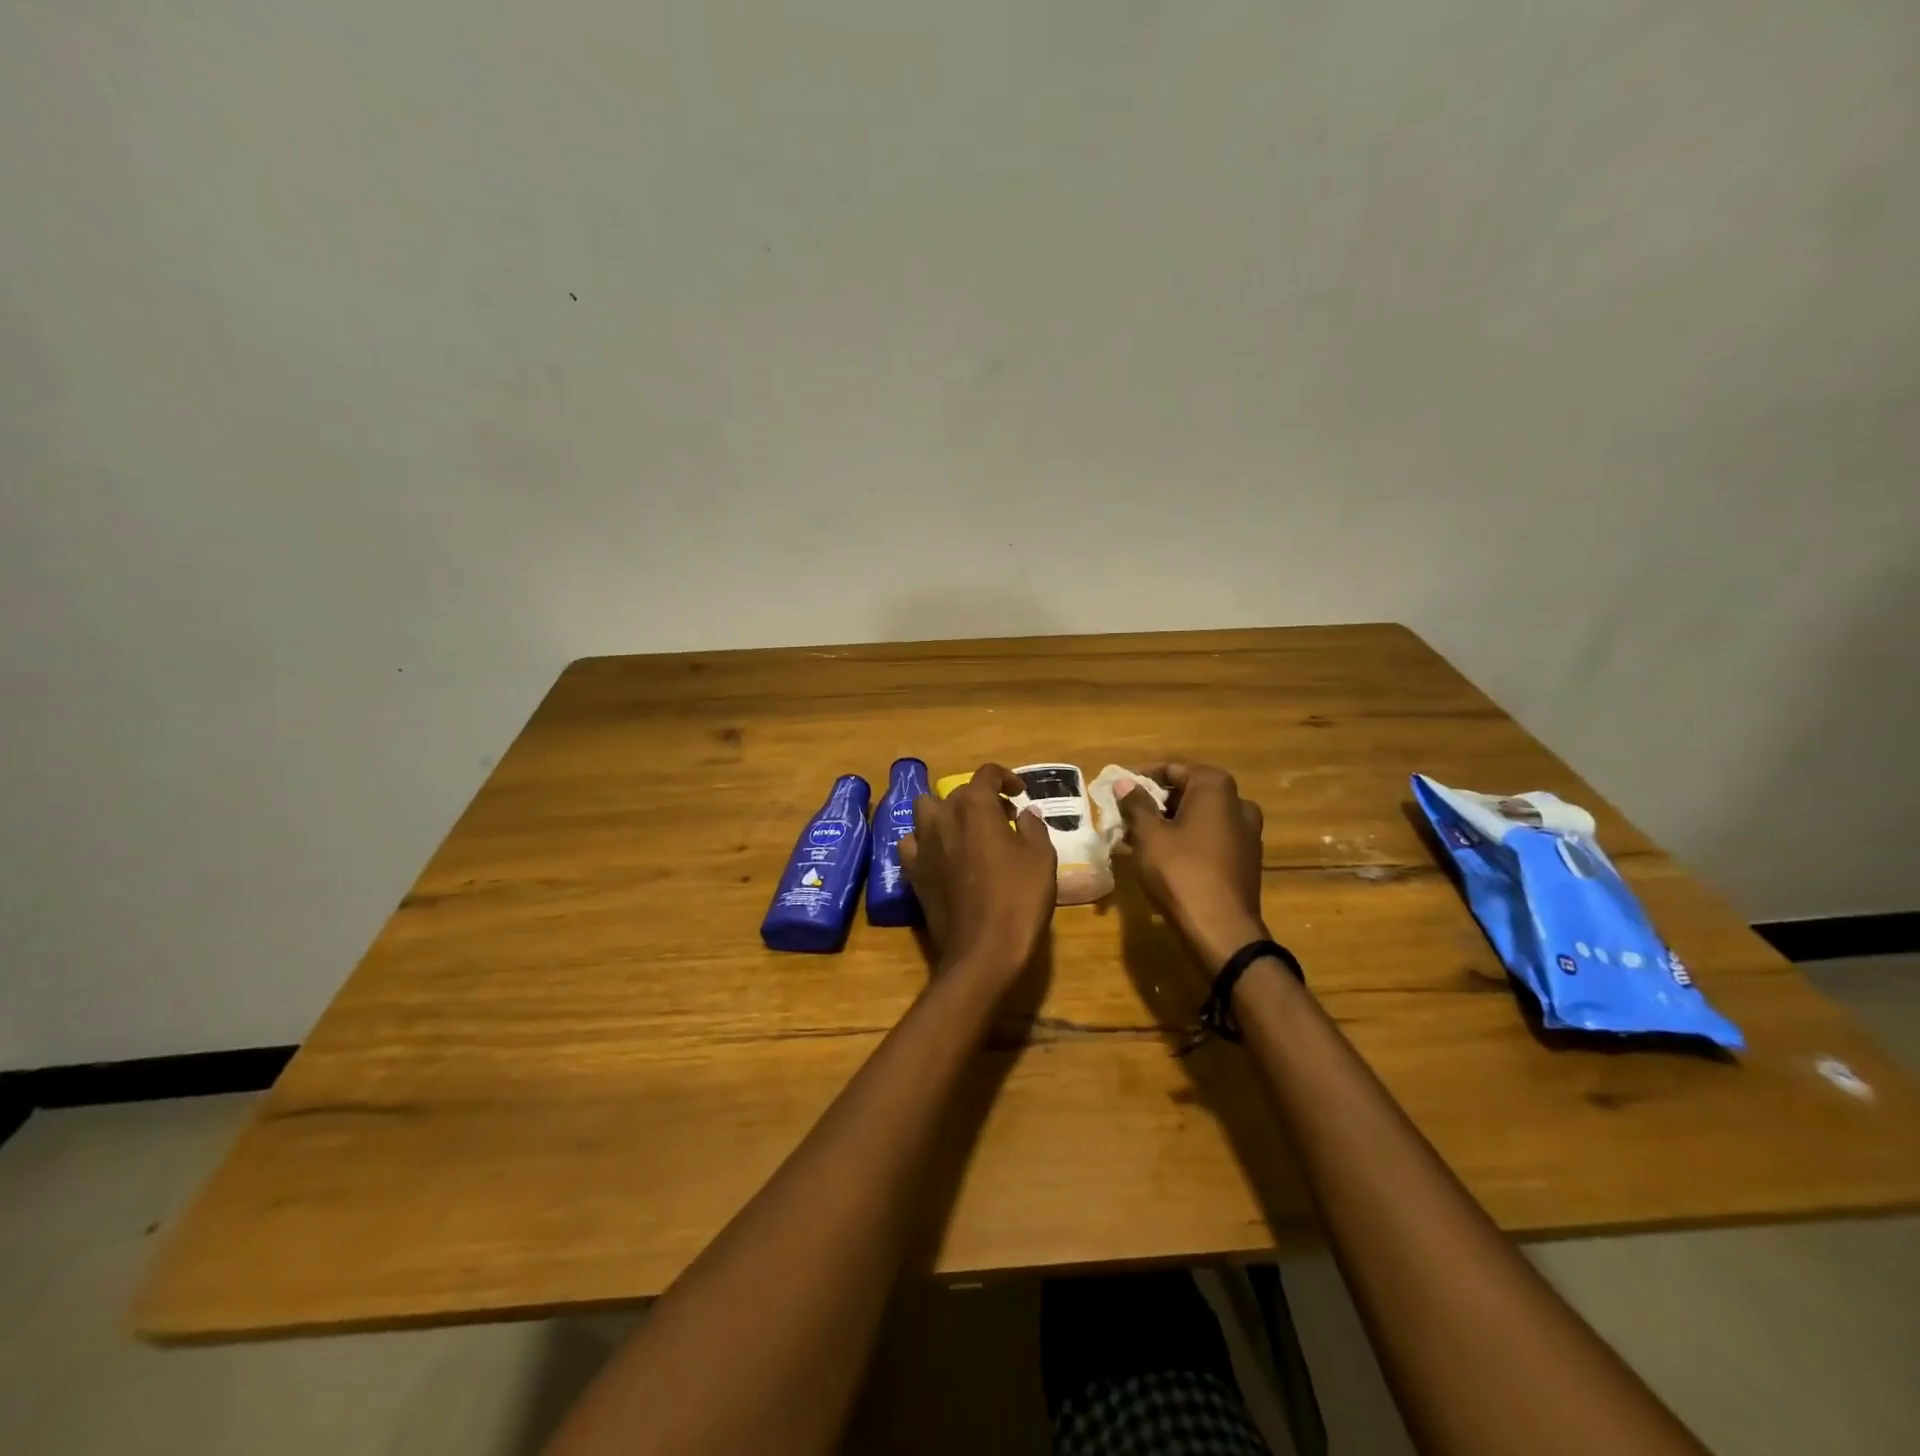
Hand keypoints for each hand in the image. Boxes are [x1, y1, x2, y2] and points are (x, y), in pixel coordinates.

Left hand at [900, 763, 1056, 987]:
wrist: (983, 950)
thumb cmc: (1019, 898)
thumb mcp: (1041, 858)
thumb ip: (1033, 827)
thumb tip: (1025, 812)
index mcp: (975, 806)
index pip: (987, 773)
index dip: (1007, 778)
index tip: (1020, 794)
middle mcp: (942, 816)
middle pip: (958, 792)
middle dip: (981, 800)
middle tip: (1004, 820)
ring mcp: (922, 844)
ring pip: (926, 810)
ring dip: (946, 813)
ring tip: (966, 832)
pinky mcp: (912, 871)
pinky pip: (912, 843)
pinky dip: (926, 842)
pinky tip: (942, 856)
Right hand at [1115, 762, 1267, 970]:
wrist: (1221, 930)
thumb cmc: (1180, 872)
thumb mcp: (1149, 835)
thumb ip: (1136, 804)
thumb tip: (1125, 782)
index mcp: (1216, 788)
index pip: (1173, 768)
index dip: (1142, 776)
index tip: (1119, 789)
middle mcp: (1238, 802)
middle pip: (1189, 791)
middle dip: (1156, 801)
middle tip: (1127, 815)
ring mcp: (1248, 832)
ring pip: (1201, 816)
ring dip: (1171, 821)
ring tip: (1140, 837)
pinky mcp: (1248, 859)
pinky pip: (1212, 837)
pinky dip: (1189, 839)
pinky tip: (1166, 857)